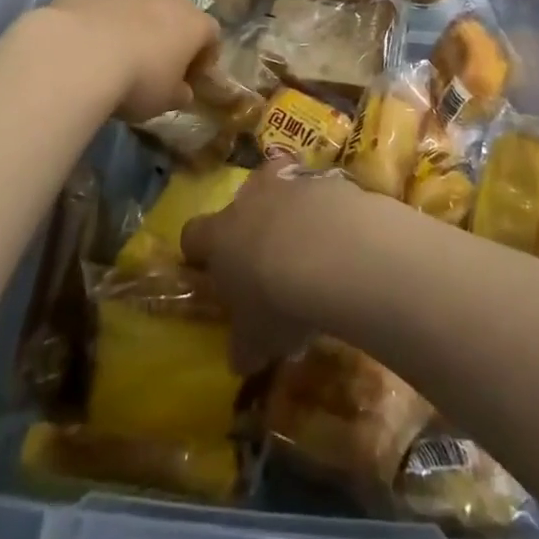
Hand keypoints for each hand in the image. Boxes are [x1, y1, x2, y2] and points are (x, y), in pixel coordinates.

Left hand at [45, 0, 218, 122]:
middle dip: (168, 35)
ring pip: (139, 3)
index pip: (212, 36)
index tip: (189, 79)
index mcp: (194, 23)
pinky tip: (85, 41)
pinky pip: (104, 1)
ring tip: (114, 52)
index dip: (203, 58)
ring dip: (134, 23)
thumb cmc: (135, 81)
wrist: (78, 53)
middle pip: (176, 13)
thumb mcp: (164, 102)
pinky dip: (100, 17)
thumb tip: (182, 90)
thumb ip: (179, 93)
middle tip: (152, 65)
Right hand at [181, 164, 362, 372]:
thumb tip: (241, 359)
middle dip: (253, 225)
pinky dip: (330, 212)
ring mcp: (291, 183)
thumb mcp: (256, 340)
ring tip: (315, 252)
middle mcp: (251, 199)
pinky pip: (324, 193)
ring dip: (295, 215)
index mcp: (220, 236)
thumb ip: (245, 346)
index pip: (193, 235)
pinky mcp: (330, 179)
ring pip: (285, 191)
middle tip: (270, 260)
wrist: (337, 255)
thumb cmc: (280, 301)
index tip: (212, 271)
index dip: (200, 252)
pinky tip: (345, 241)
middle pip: (242, 201)